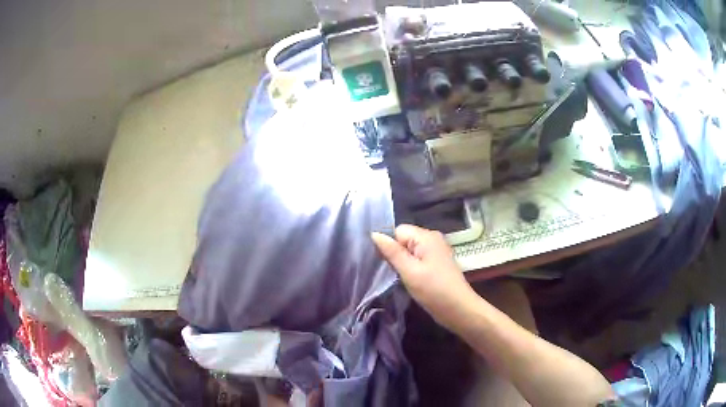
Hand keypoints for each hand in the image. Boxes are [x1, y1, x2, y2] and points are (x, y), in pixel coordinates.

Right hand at [371, 225, 477, 327]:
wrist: (459, 309)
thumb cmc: (433, 290)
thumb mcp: (409, 271)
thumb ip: (392, 252)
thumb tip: (374, 233)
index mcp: (426, 236)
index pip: (398, 231)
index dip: (390, 245)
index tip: (388, 264)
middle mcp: (432, 238)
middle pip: (404, 239)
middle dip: (396, 255)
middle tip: (396, 273)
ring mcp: (437, 251)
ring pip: (410, 250)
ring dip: (403, 263)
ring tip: (403, 278)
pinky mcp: (438, 263)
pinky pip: (418, 258)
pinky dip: (412, 268)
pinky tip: (412, 280)